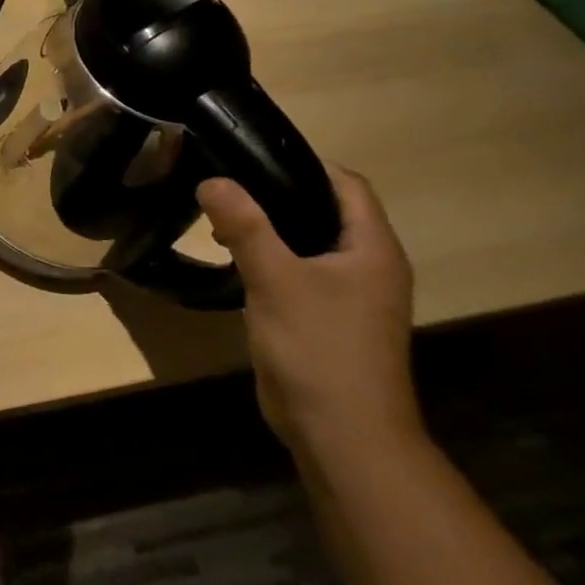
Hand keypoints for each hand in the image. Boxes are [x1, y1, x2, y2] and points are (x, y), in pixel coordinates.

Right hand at [196, 166, 421, 466]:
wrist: (342, 432)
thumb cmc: (319, 347)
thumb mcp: (276, 279)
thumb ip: (245, 226)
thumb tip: (212, 179)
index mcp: (372, 249)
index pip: (346, 185)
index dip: (304, 162)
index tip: (250, 151)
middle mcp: (368, 267)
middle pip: (326, 211)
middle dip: (277, 192)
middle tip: (225, 182)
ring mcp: (349, 296)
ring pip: (308, 243)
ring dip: (270, 227)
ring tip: (220, 218)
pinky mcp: (327, 319)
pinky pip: (298, 273)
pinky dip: (269, 258)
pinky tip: (234, 261)